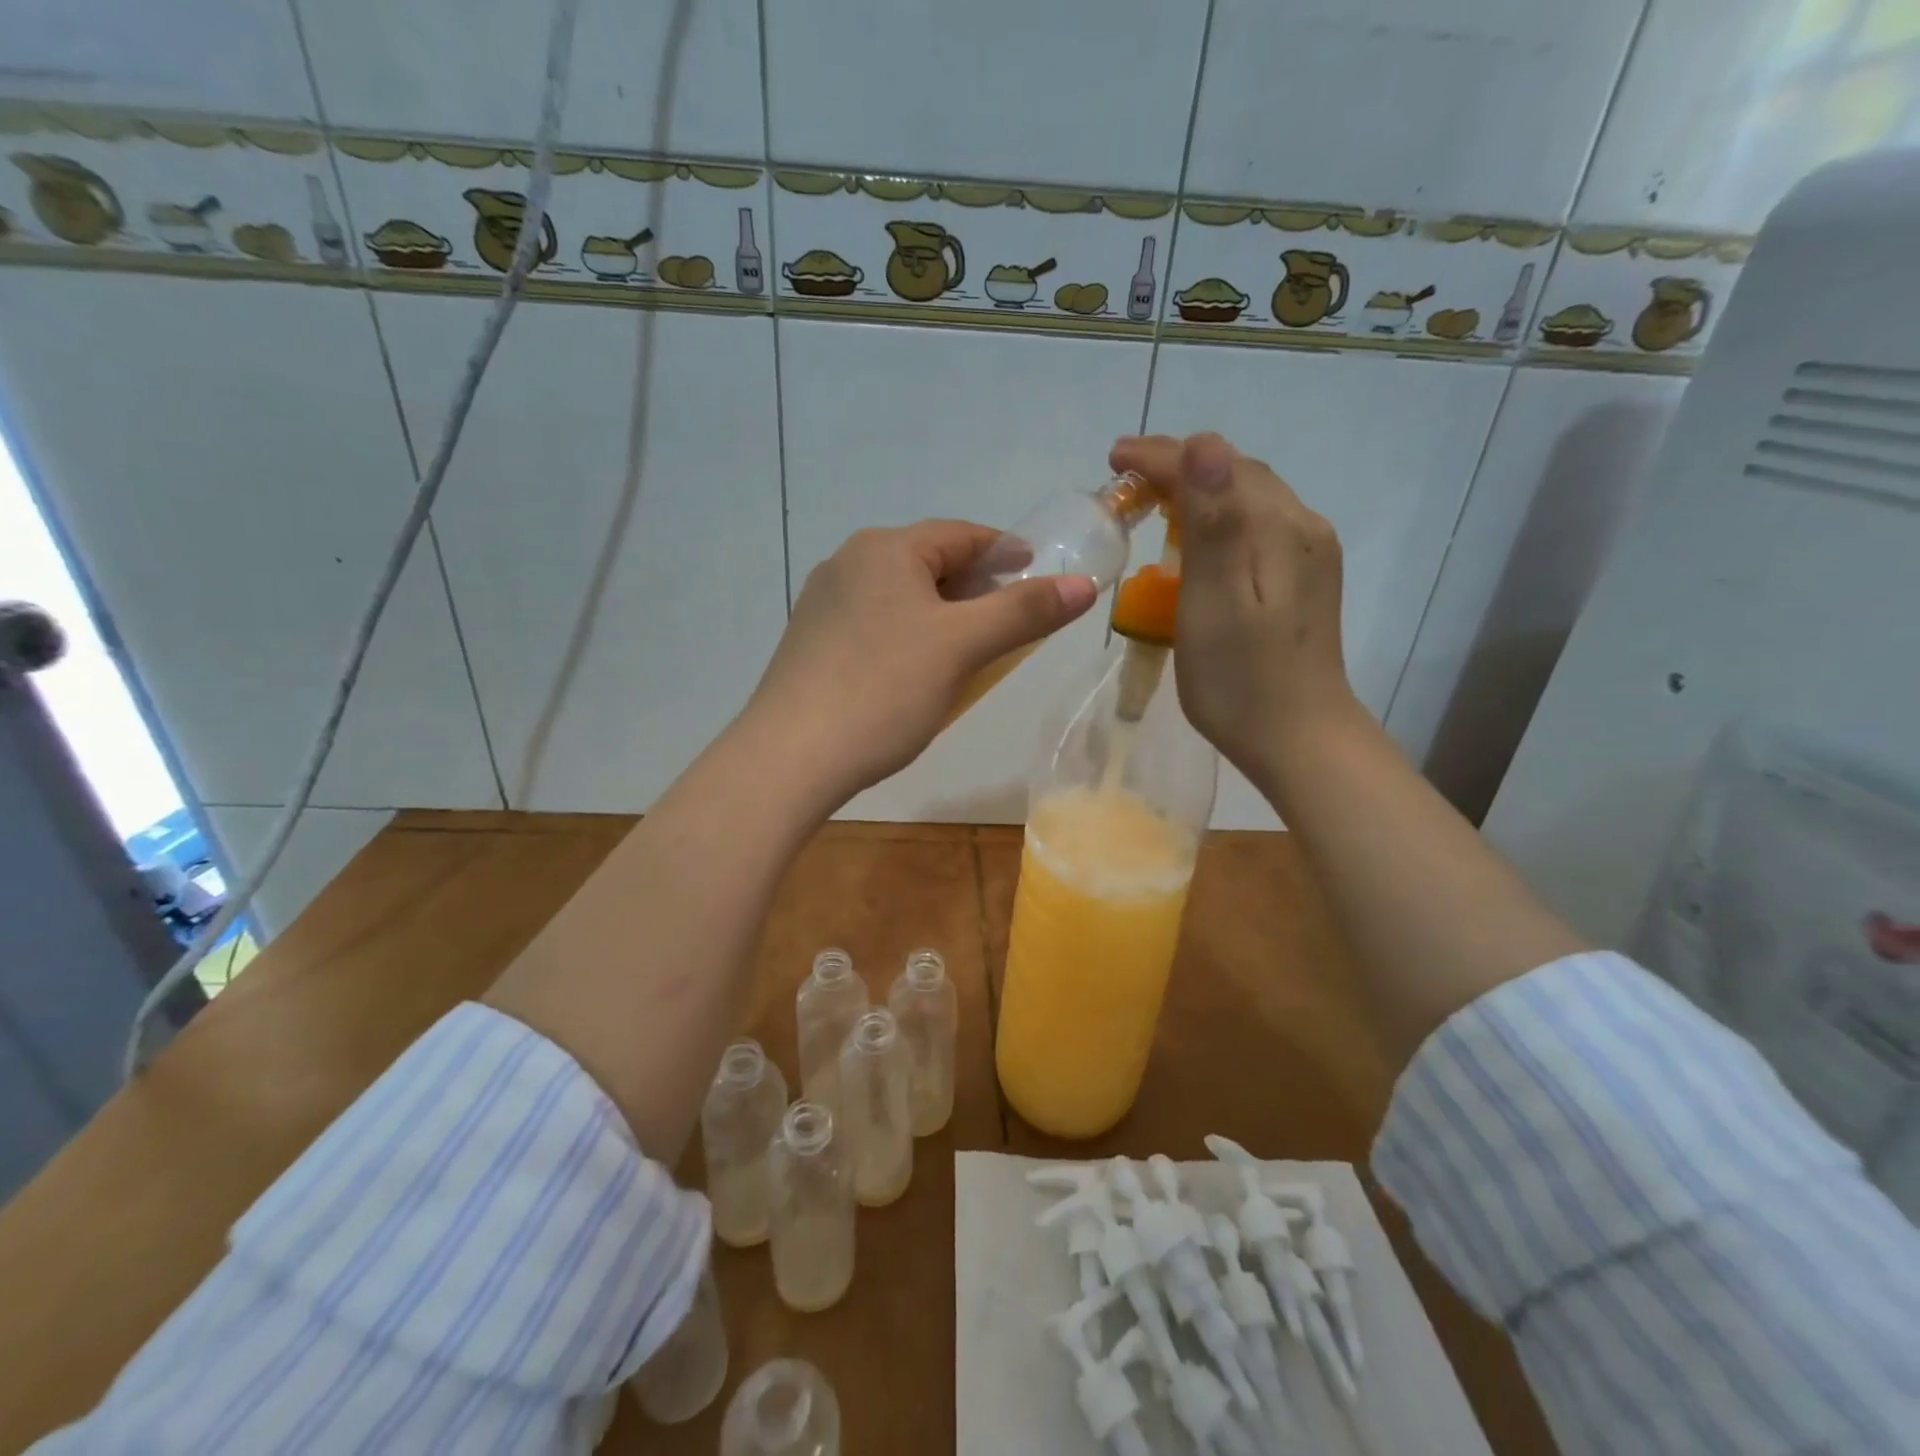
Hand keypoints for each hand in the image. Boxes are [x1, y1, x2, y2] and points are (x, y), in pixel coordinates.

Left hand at [742, 520, 1096, 805]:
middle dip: (973, 587)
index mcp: (884, 549)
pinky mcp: (810, 643)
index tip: (1036, 571)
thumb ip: (1024, 612)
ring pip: (900, 597)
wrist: (791, 757)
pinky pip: (874, 625)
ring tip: (969, 649)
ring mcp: (822, 604)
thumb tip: (1083, 585)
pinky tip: (915, 673)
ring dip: (940, 614)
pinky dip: (907, 636)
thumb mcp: (962, 647)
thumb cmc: (884, 690)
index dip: (1004, 551)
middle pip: (927, 563)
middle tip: (1010, 617)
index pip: (960, 535)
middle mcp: (848, 564)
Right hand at [1109, 433, 1358, 792]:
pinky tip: (1196, 541)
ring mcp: (1309, 555)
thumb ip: (1213, 524)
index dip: (1161, 457)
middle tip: (1125, 479)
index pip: (1216, 466)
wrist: (1300, 741)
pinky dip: (1218, 519)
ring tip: (1152, 500)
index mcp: (1280, 529)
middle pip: (1236, 475)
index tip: (1113, 458)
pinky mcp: (1303, 581)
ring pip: (1247, 499)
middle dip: (1179, 466)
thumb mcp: (1215, 602)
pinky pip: (1256, 528)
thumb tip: (1204, 445)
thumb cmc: (1242, 681)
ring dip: (1198, 491)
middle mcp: (1303, 528)